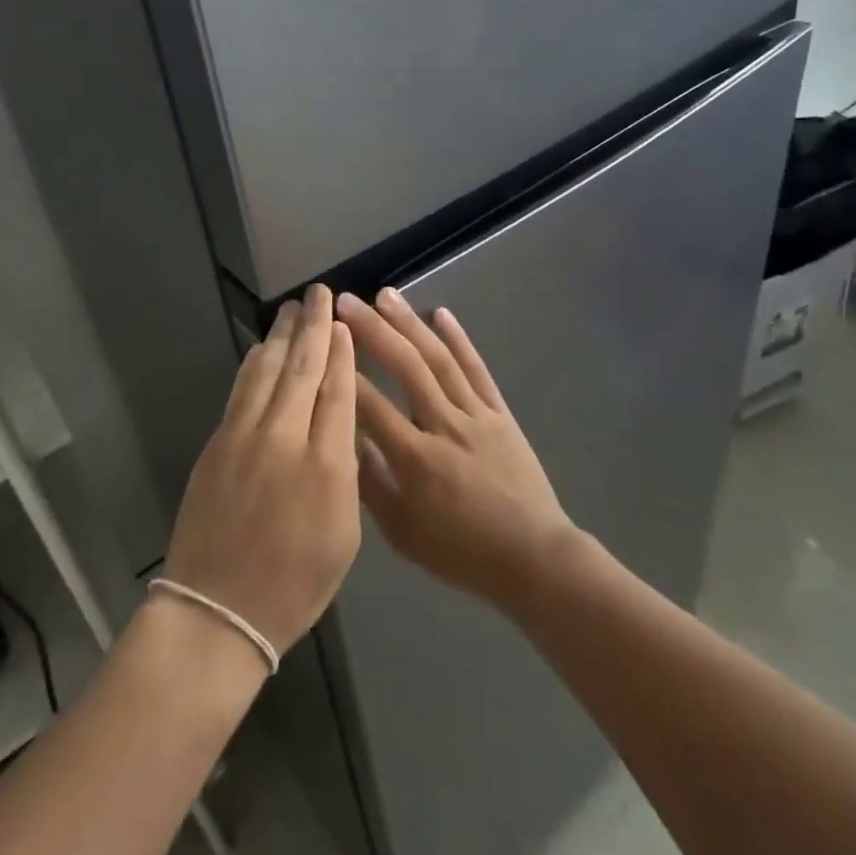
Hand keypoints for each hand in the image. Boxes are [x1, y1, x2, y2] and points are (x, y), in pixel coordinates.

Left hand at [161, 285, 361, 656]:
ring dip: (279, 335)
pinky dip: (254, 362)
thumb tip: (339, 423)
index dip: (341, 353)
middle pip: (302, 367)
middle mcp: (284, 436)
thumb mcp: (344, 534)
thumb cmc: (294, 583)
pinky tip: (260, 349)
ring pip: (266, 369)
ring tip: (291, 308)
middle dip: (313, 326)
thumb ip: (344, 470)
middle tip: (318, 294)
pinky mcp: (217, 441)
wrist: (218, 609)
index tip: (343, 324)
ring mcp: (244, 435)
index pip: (337, 390)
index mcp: (326, 463)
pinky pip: (241, 388)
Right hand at [339, 289, 576, 610]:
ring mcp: (476, 415)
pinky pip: (478, 370)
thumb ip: (371, 487)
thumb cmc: (462, 553)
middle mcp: (445, 427)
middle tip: (346, 301)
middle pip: (406, 367)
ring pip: (439, 360)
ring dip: (410, 323)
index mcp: (416, 460)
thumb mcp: (404, 535)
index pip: (371, 405)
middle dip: (373, 330)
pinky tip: (441, 313)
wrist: (534, 560)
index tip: (321, 341)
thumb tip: (345, 441)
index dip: (343, 372)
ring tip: (385, 294)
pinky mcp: (500, 413)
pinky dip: (460, 340)